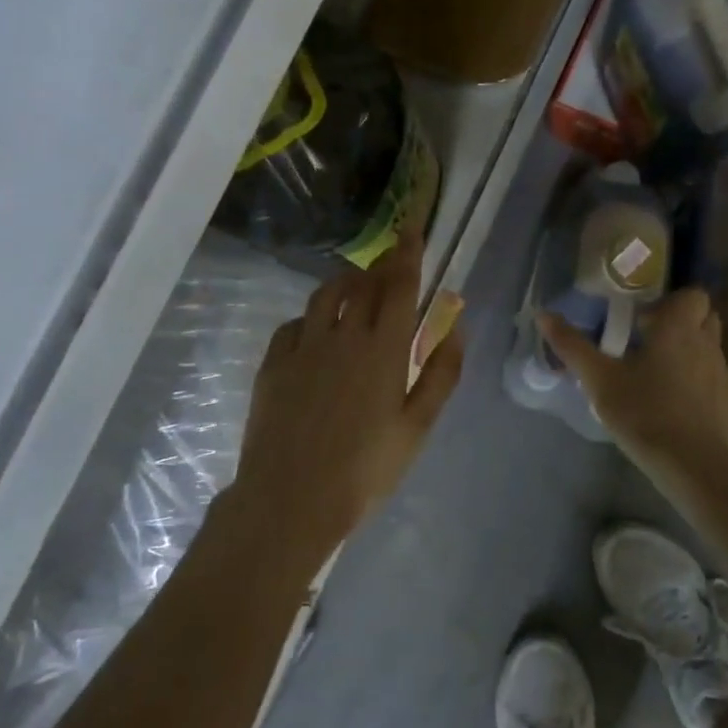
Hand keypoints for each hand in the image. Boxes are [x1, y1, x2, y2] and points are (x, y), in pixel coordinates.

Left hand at [232, 229, 464, 553]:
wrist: (291, 499)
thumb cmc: (366, 469)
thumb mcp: (417, 427)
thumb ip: (441, 374)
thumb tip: (454, 326)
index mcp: (384, 349)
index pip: (400, 285)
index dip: (407, 253)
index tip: (410, 228)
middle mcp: (343, 335)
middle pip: (364, 284)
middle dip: (380, 266)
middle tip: (389, 265)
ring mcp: (303, 347)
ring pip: (325, 296)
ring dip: (344, 284)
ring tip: (354, 291)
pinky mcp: (273, 364)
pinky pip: (294, 324)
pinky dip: (311, 317)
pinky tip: (315, 333)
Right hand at [539, 287, 727, 474]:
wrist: (692, 464)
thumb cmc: (643, 412)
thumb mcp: (599, 379)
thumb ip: (572, 346)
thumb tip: (543, 314)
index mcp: (678, 329)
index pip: (692, 295)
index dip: (673, 302)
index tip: (647, 320)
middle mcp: (709, 345)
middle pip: (707, 319)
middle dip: (685, 325)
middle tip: (653, 345)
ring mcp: (727, 376)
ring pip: (714, 353)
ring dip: (694, 357)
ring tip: (665, 380)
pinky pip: (721, 387)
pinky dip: (706, 390)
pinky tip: (684, 412)